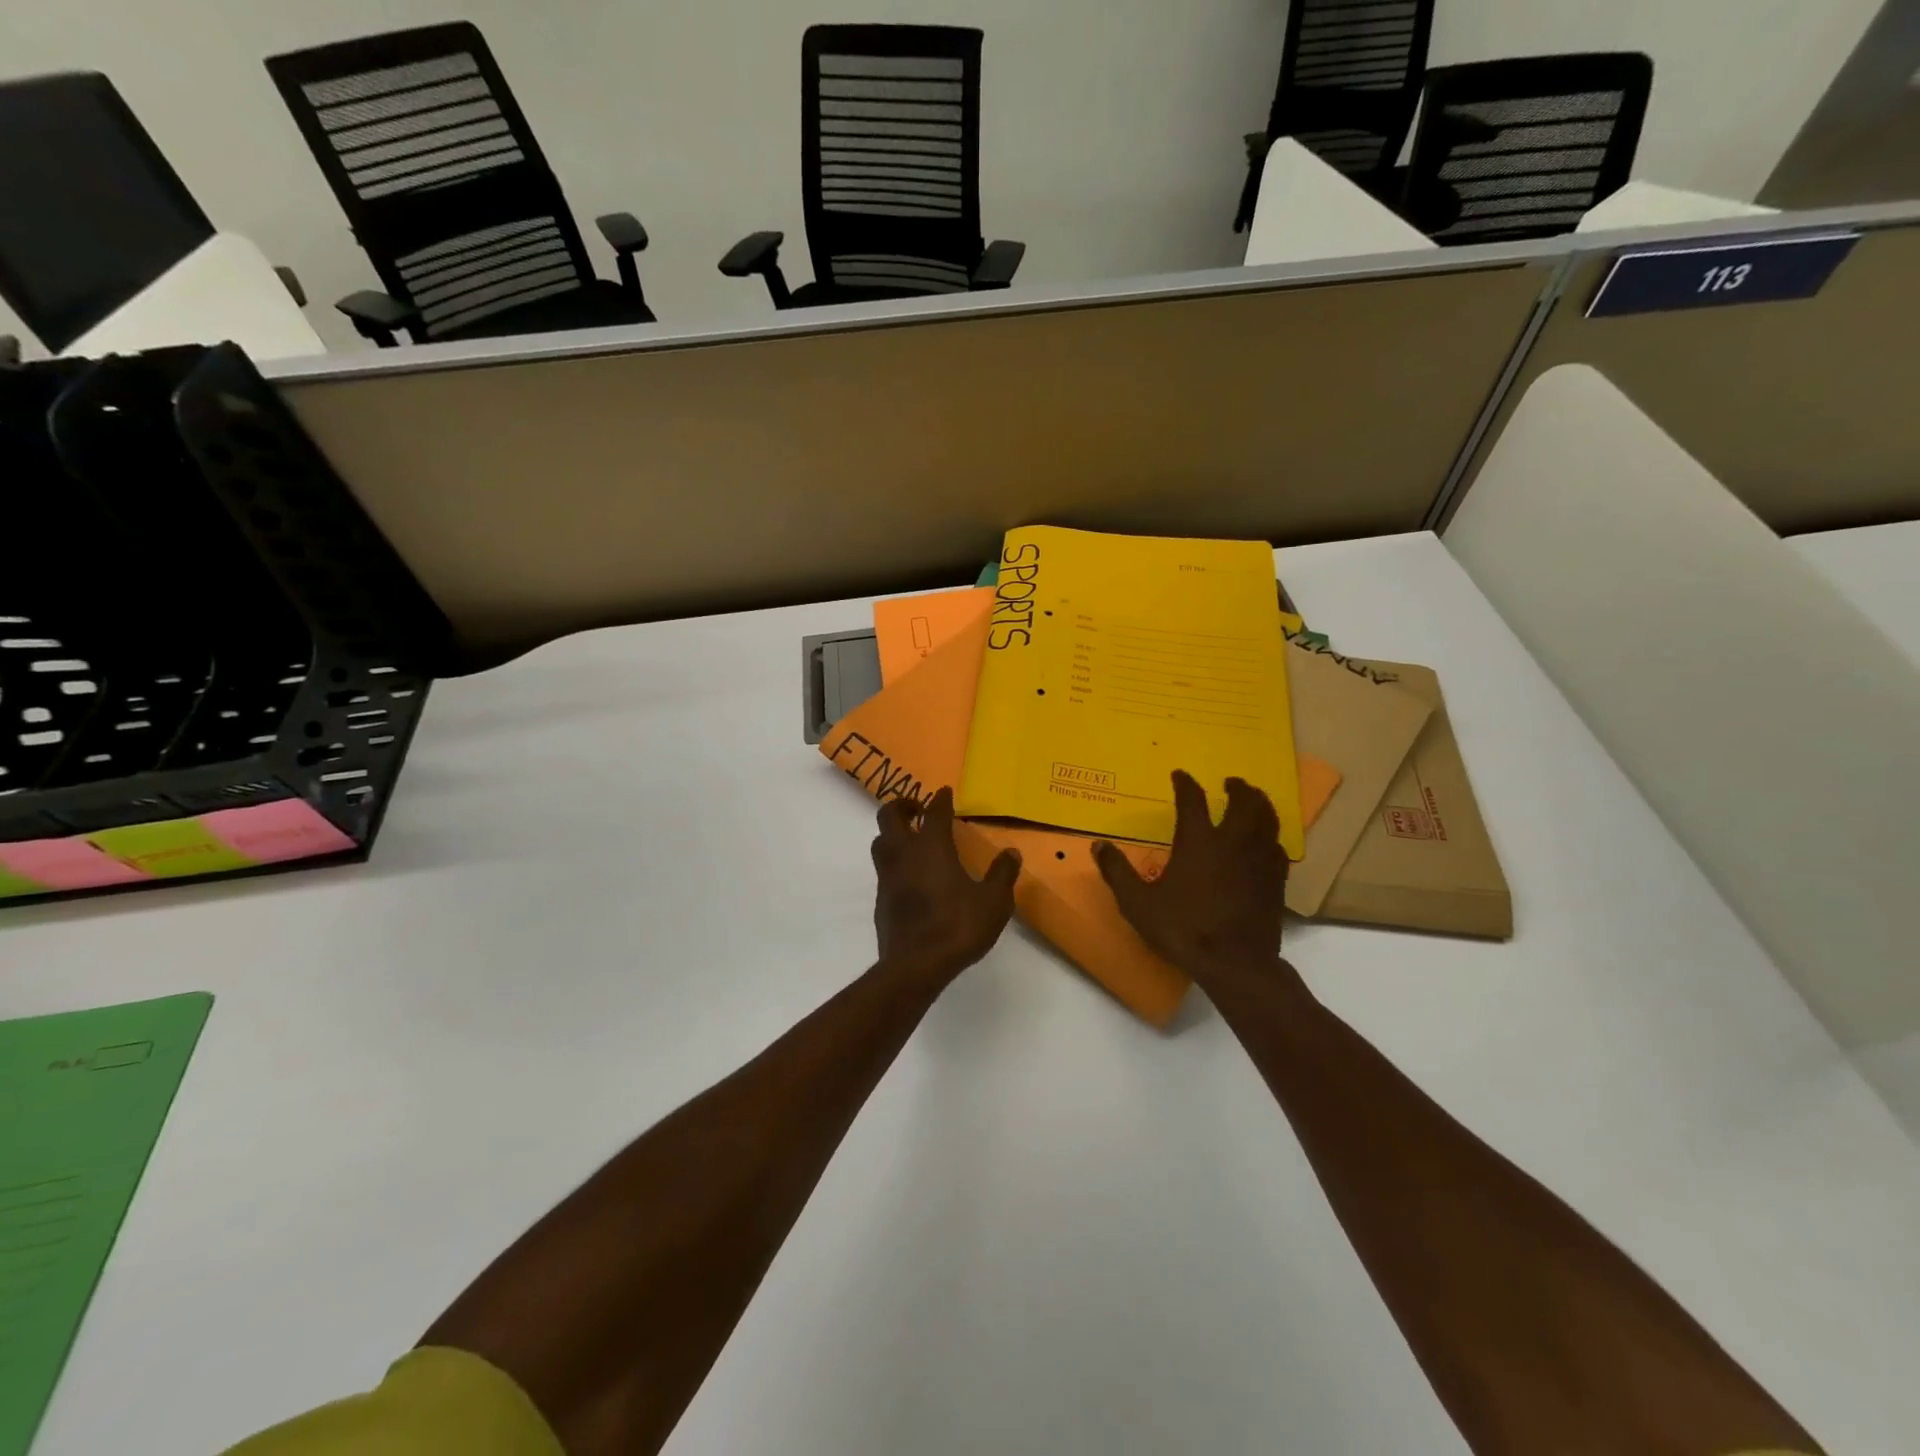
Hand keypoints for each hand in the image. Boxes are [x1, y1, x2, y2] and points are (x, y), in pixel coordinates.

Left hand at [871, 787, 1020, 983]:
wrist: (916, 965)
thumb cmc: (958, 927)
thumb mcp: (993, 902)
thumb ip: (1002, 874)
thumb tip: (1011, 852)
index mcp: (932, 847)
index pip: (934, 812)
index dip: (940, 799)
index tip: (945, 792)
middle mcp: (904, 854)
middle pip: (890, 815)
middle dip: (903, 805)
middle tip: (919, 808)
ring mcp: (887, 876)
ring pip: (880, 841)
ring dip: (893, 833)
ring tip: (911, 838)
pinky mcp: (880, 899)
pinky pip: (883, 869)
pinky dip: (894, 862)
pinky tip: (909, 876)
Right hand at [1095, 771, 1287, 979]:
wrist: (1236, 963)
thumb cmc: (1183, 929)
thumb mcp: (1138, 903)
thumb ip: (1117, 872)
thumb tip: (1098, 845)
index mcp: (1198, 841)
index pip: (1192, 800)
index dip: (1185, 784)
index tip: (1180, 775)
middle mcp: (1232, 841)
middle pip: (1243, 801)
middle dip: (1237, 787)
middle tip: (1231, 783)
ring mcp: (1259, 859)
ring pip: (1268, 819)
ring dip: (1260, 804)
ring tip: (1254, 801)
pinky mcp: (1276, 880)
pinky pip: (1278, 847)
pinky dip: (1271, 836)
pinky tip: (1267, 842)